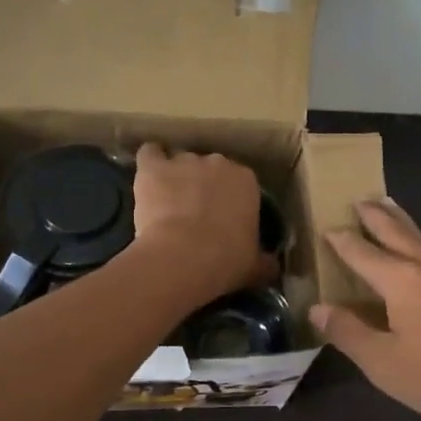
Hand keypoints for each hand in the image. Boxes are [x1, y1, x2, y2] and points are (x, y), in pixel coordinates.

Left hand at [131, 144, 273, 305]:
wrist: (183, 256)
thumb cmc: (226, 260)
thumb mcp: (255, 266)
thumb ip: (264, 262)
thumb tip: (272, 266)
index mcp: (247, 181)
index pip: (241, 183)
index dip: (231, 200)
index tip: (225, 220)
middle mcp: (218, 163)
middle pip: (210, 169)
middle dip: (204, 186)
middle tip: (197, 214)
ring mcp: (184, 161)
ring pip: (180, 163)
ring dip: (176, 178)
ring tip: (168, 203)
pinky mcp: (154, 168)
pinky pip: (150, 154)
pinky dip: (149, 162)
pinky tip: (148, 178)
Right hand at [310, 199, 420, 420]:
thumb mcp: (383, 363)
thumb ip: (348, 332)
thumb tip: (317, 308)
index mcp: (402, 280)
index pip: (362, 252)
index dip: (341, 241)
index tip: (325, 228)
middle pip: (396, 231)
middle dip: (375, 215)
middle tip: (360, 199)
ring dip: (400, 223)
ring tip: (389, 210)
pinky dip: (420, 244)